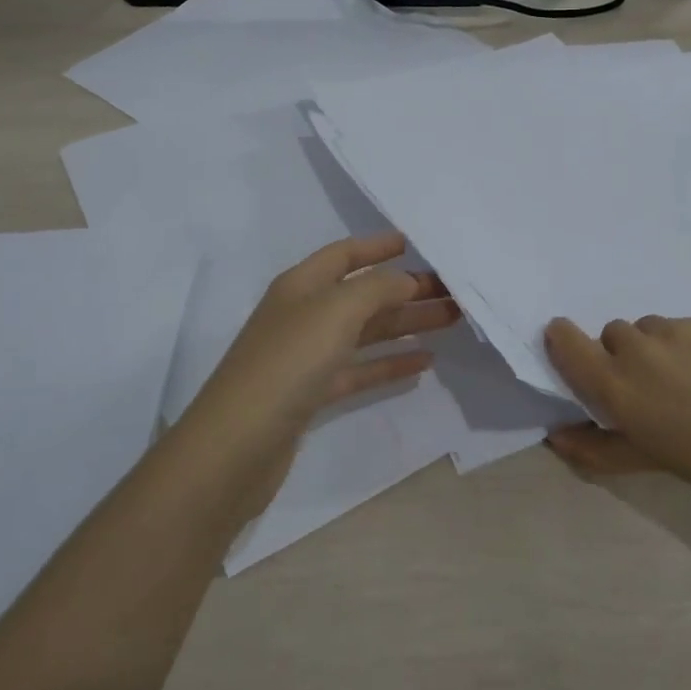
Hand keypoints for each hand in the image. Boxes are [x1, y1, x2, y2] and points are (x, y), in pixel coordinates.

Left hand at [190, 231, 460, 443]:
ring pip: (366, 331)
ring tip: (450, 320)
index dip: (377, 246)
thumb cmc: (288, 363)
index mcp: (301, 285)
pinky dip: (390, 363)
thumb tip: (405, 280)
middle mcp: (304, 314)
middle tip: (452, 290)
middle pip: (363, 294)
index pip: (344, 254)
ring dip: (406, 323)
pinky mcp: (313, 394)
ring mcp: (307, 356)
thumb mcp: (335, 311)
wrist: (237, 446)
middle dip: (406, 289)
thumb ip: (377, 288)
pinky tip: (423, 362)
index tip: (415, 244)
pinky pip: (360, 369)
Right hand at [542, 314, 690, 529]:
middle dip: (624, 357)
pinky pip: (687, 326)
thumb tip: (557, 435)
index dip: (564, 342)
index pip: (566, 340)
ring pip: (651, 329)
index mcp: (618, 386)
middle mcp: (640, 350)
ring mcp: (680, 330)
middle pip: (613, 335)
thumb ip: (598, 447)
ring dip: (658, 349)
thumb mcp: (652, 462)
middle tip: (655, 391)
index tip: (578, 355)